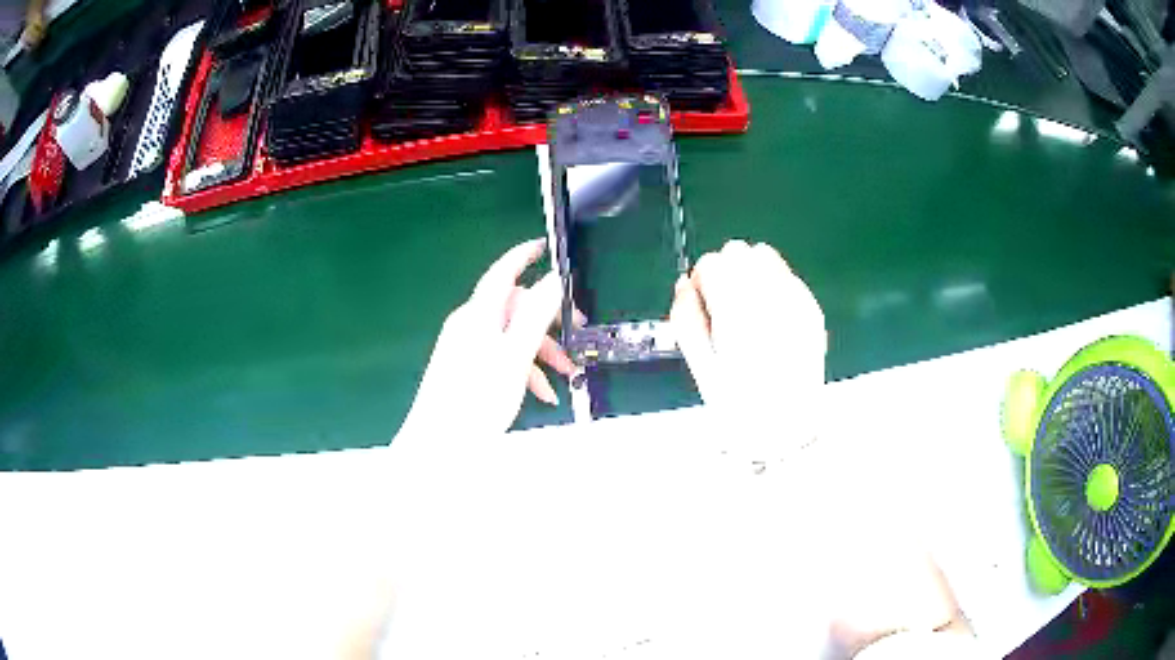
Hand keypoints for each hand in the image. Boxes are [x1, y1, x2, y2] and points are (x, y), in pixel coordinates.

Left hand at [397, 238, 574, 440]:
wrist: (439, 446)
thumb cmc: (477, 400)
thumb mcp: (514, 357)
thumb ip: (534, 316)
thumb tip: (553, 280)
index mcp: (478, 315)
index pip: (503, 273)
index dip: (524, 256)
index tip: (546, 246)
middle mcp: (470, 325)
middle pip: (514, 309)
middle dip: (547, 321)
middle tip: (576, 334)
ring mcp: (466, 348)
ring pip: (511, 336)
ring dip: (541, 351)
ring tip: (566, 376)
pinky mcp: (466, 370)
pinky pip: (500, 357)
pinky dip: (524, 369)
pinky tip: (541, 394)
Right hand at [669, 240, 826, 457]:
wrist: (788, 429)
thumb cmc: (740, 407)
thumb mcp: (701, 368)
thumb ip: (687, 320)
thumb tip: (684, 285)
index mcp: (737, 314)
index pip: (712, 263)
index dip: (702, 282)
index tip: (705, 303)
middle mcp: (769, 298)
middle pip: (738, 250)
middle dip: (726, 270)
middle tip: (725, 305)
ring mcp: (795, 301)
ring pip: (765, 255)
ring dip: (751, 271)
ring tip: (749, 306)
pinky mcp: (811, 309)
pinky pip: (787, 275)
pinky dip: (774, 284)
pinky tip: (772, 315)